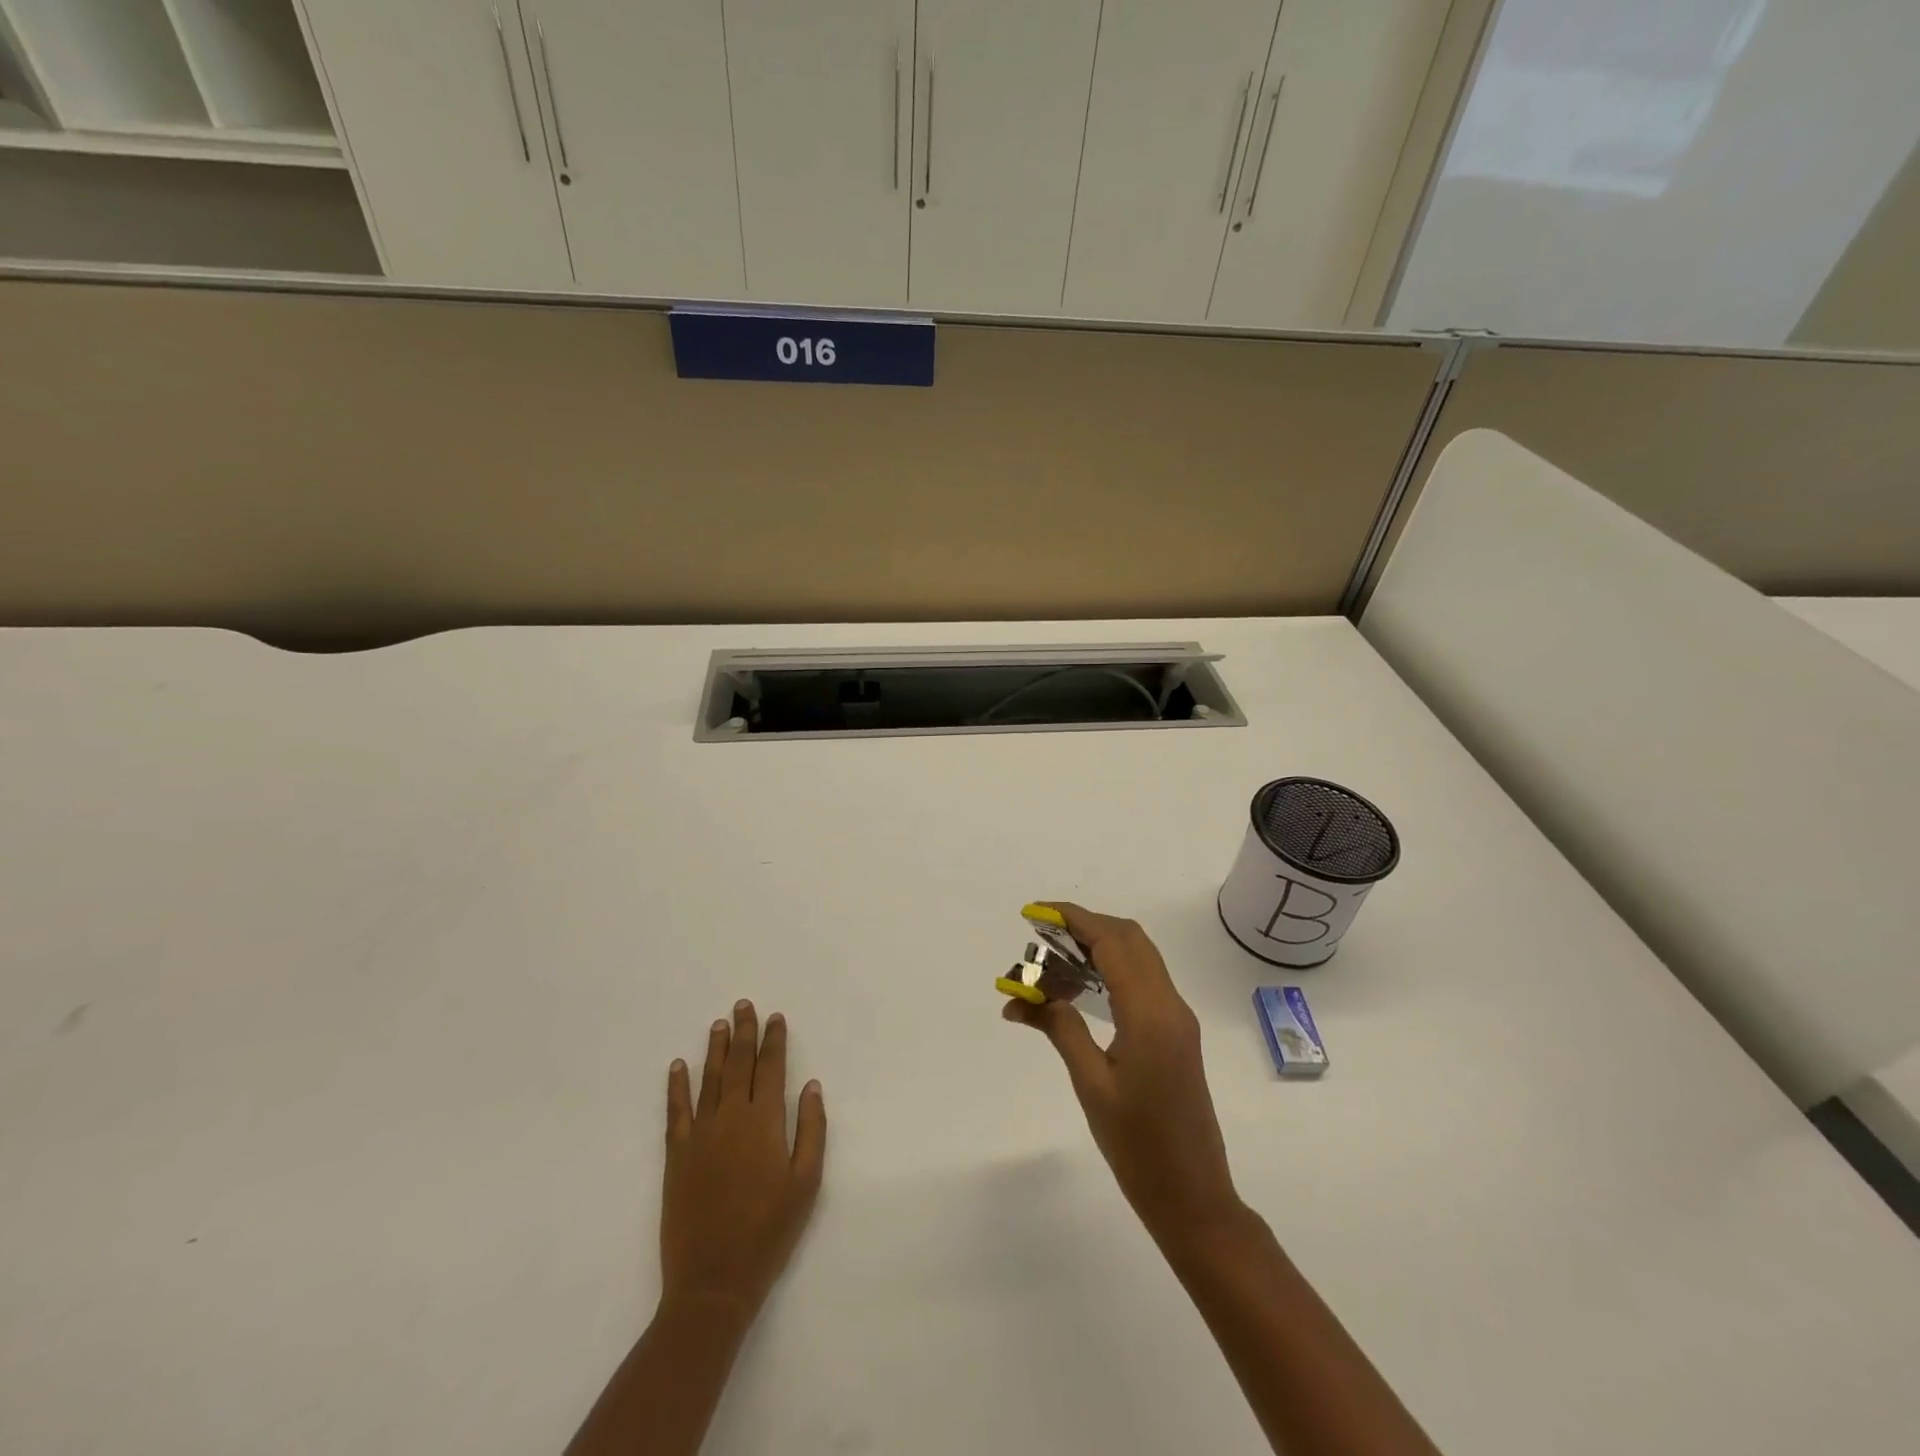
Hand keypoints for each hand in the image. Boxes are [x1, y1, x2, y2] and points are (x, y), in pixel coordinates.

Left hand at [660, 1000, 826, 1321]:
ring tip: (719, 1024)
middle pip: (738, 1064)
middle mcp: (731, 1118)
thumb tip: (811, 1085)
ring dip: (714, 1049)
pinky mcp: (676, 1156)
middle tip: (743, 1005)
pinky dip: (676, 1086)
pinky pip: (675, 1111)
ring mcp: (700, 1135)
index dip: (773, 1041)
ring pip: (708, 1079)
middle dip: (743, 1033)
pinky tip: (677, 1066)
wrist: (714, 1281)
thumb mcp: (806, 1183)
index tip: (775, 1017)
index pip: (771, 1068)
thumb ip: (811, 1129)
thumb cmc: (769, 1232)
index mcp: (765, 1122)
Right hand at [1003, 904, 1240, 1248]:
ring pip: (1139, 957)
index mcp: (1150, 1013)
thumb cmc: (1138, 1146)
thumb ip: (1060, 1029)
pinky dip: (1112, 968)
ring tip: (1054, 958)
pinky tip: (1082, 986)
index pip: (1112, 943)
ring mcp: (1177, 1019)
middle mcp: (1170, 1005)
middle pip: (1130, 939)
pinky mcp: (1176, 1033)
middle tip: (1043, 934)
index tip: (1037, 911)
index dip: (1074, 919)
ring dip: (1099, 946)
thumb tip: (1018, 998)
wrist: (1194, 1197)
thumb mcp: (1091, 1084)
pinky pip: (1143, 981)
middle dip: (1086, 925)